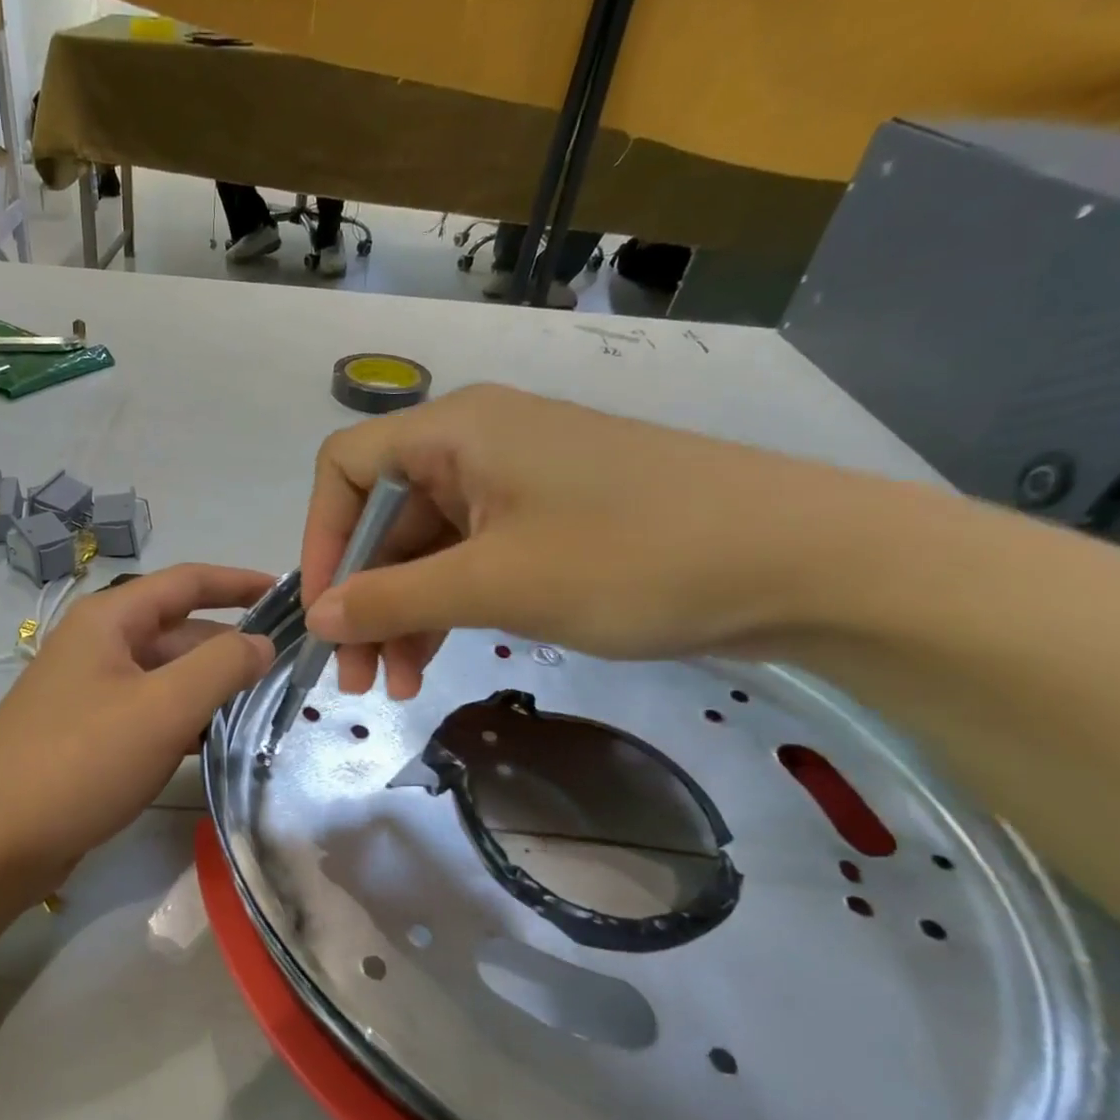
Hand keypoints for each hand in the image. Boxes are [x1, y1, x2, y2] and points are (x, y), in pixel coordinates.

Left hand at [0, 564, 275, 902]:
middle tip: (290, 673)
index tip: (289, 596)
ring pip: (167, 676)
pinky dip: (185, 720)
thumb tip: (263, 642)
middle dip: (232, 648)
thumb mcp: (163, 708)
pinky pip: (150, 712)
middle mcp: (98, 645)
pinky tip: (216, 743)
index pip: (188, 581)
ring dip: (212, 688)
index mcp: (110, 620)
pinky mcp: (89, 734)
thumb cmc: (80, 761)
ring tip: (266, 709)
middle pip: (180, 632)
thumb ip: (222, 667)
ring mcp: (91, 692)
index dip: (240, 582)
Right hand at [302, 384, 890, 694]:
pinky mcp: (547, 522)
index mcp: (455, 431)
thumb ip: (392, 599)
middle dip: (362, 597)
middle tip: (357, 678)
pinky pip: (470, 562)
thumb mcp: (496, 584)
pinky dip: (446, 610)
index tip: (325, 614)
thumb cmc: (633, 558)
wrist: (802, 562)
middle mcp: (475, 446)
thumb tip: (317, 618)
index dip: (320, 540)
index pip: (344, 469)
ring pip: (425, 549)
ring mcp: (514, 485)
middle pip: (383, 518)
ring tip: (397, 687)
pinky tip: (436, 663)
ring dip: (401, 614)